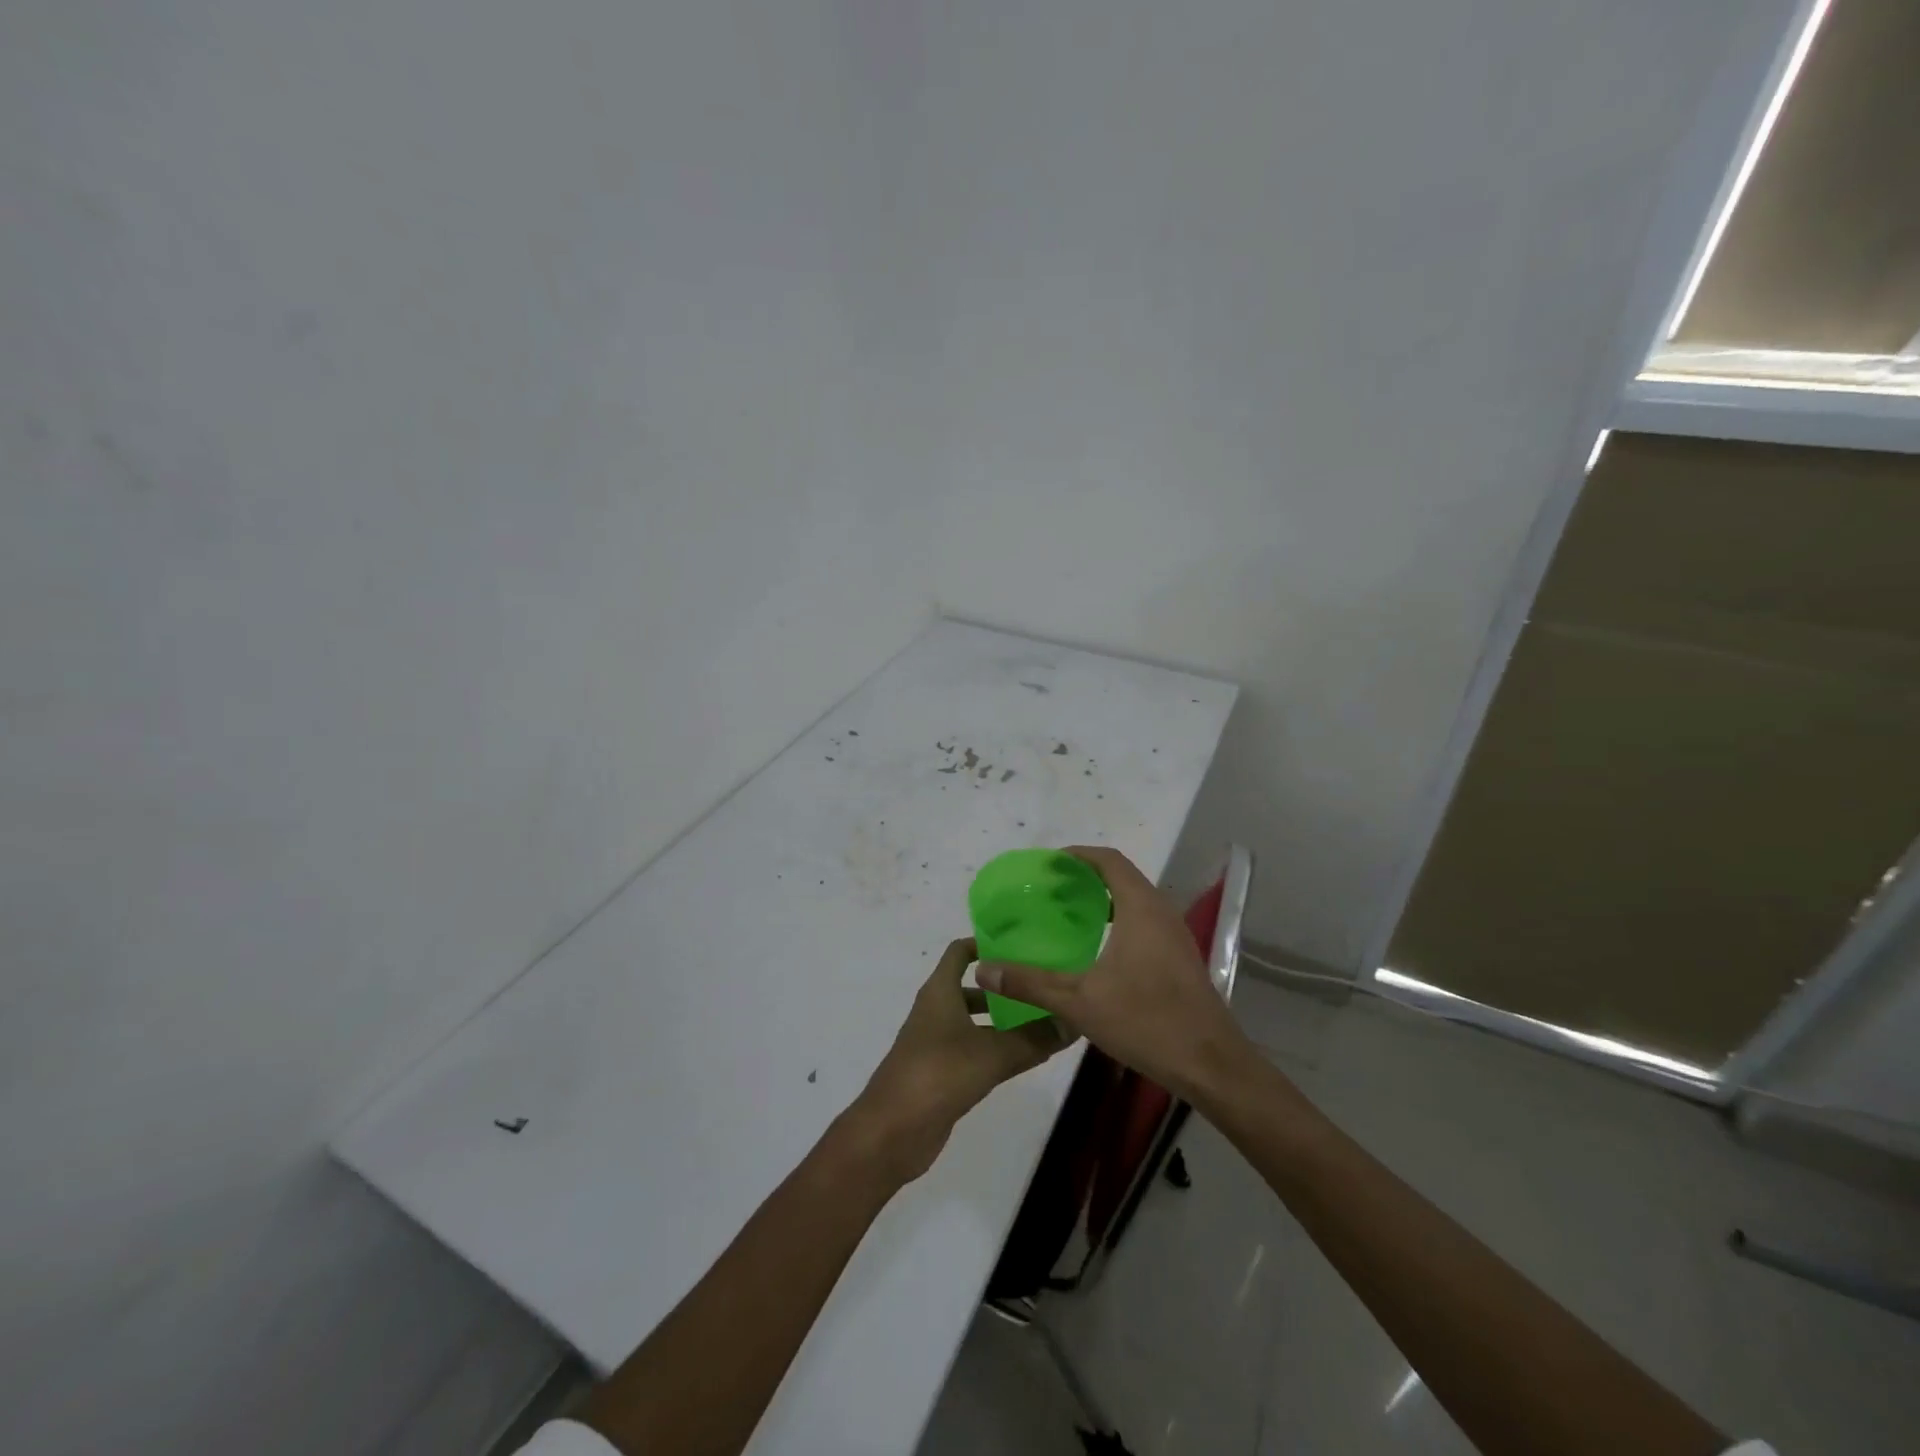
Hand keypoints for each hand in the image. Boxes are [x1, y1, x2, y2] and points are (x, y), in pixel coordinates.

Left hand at [840, 937, 1073, 1182]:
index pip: (960, 952)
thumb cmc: (938, 1074)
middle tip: (1042, 986)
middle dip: (1004, 987)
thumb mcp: (992, 1054)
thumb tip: (1073, 1022)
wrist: (891, 1132)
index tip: (1021, 944)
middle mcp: (936, 1011)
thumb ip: (1033, 1038)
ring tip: (1043, 1021)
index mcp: (939, 992)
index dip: (985, 943)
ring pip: (974, 1021)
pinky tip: (1024, 1057)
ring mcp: (936, 1043)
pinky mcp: (940, 1073)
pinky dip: (995, 1048)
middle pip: (972, 987)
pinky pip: (973, 1050)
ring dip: (1002, 1020)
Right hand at [976, 845, 1255, 1100]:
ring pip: (1137, 900)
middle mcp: (1161, 913)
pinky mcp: (1181, 958)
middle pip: (1123, 876)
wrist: (1210, 1065)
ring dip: (1105, 899)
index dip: (1078, 856)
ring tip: (1070, 914)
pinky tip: (1099, 949)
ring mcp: (1175, 936)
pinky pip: (1146, 921)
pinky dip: (1120, 919)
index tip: (1049, 864)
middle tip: (1051, 890)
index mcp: (1141, 909)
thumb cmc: (1145, 1022)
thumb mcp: (1078, 1002)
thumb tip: (984, 969)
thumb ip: (1030, 982)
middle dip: (1087, 876)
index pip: (1109, 861)